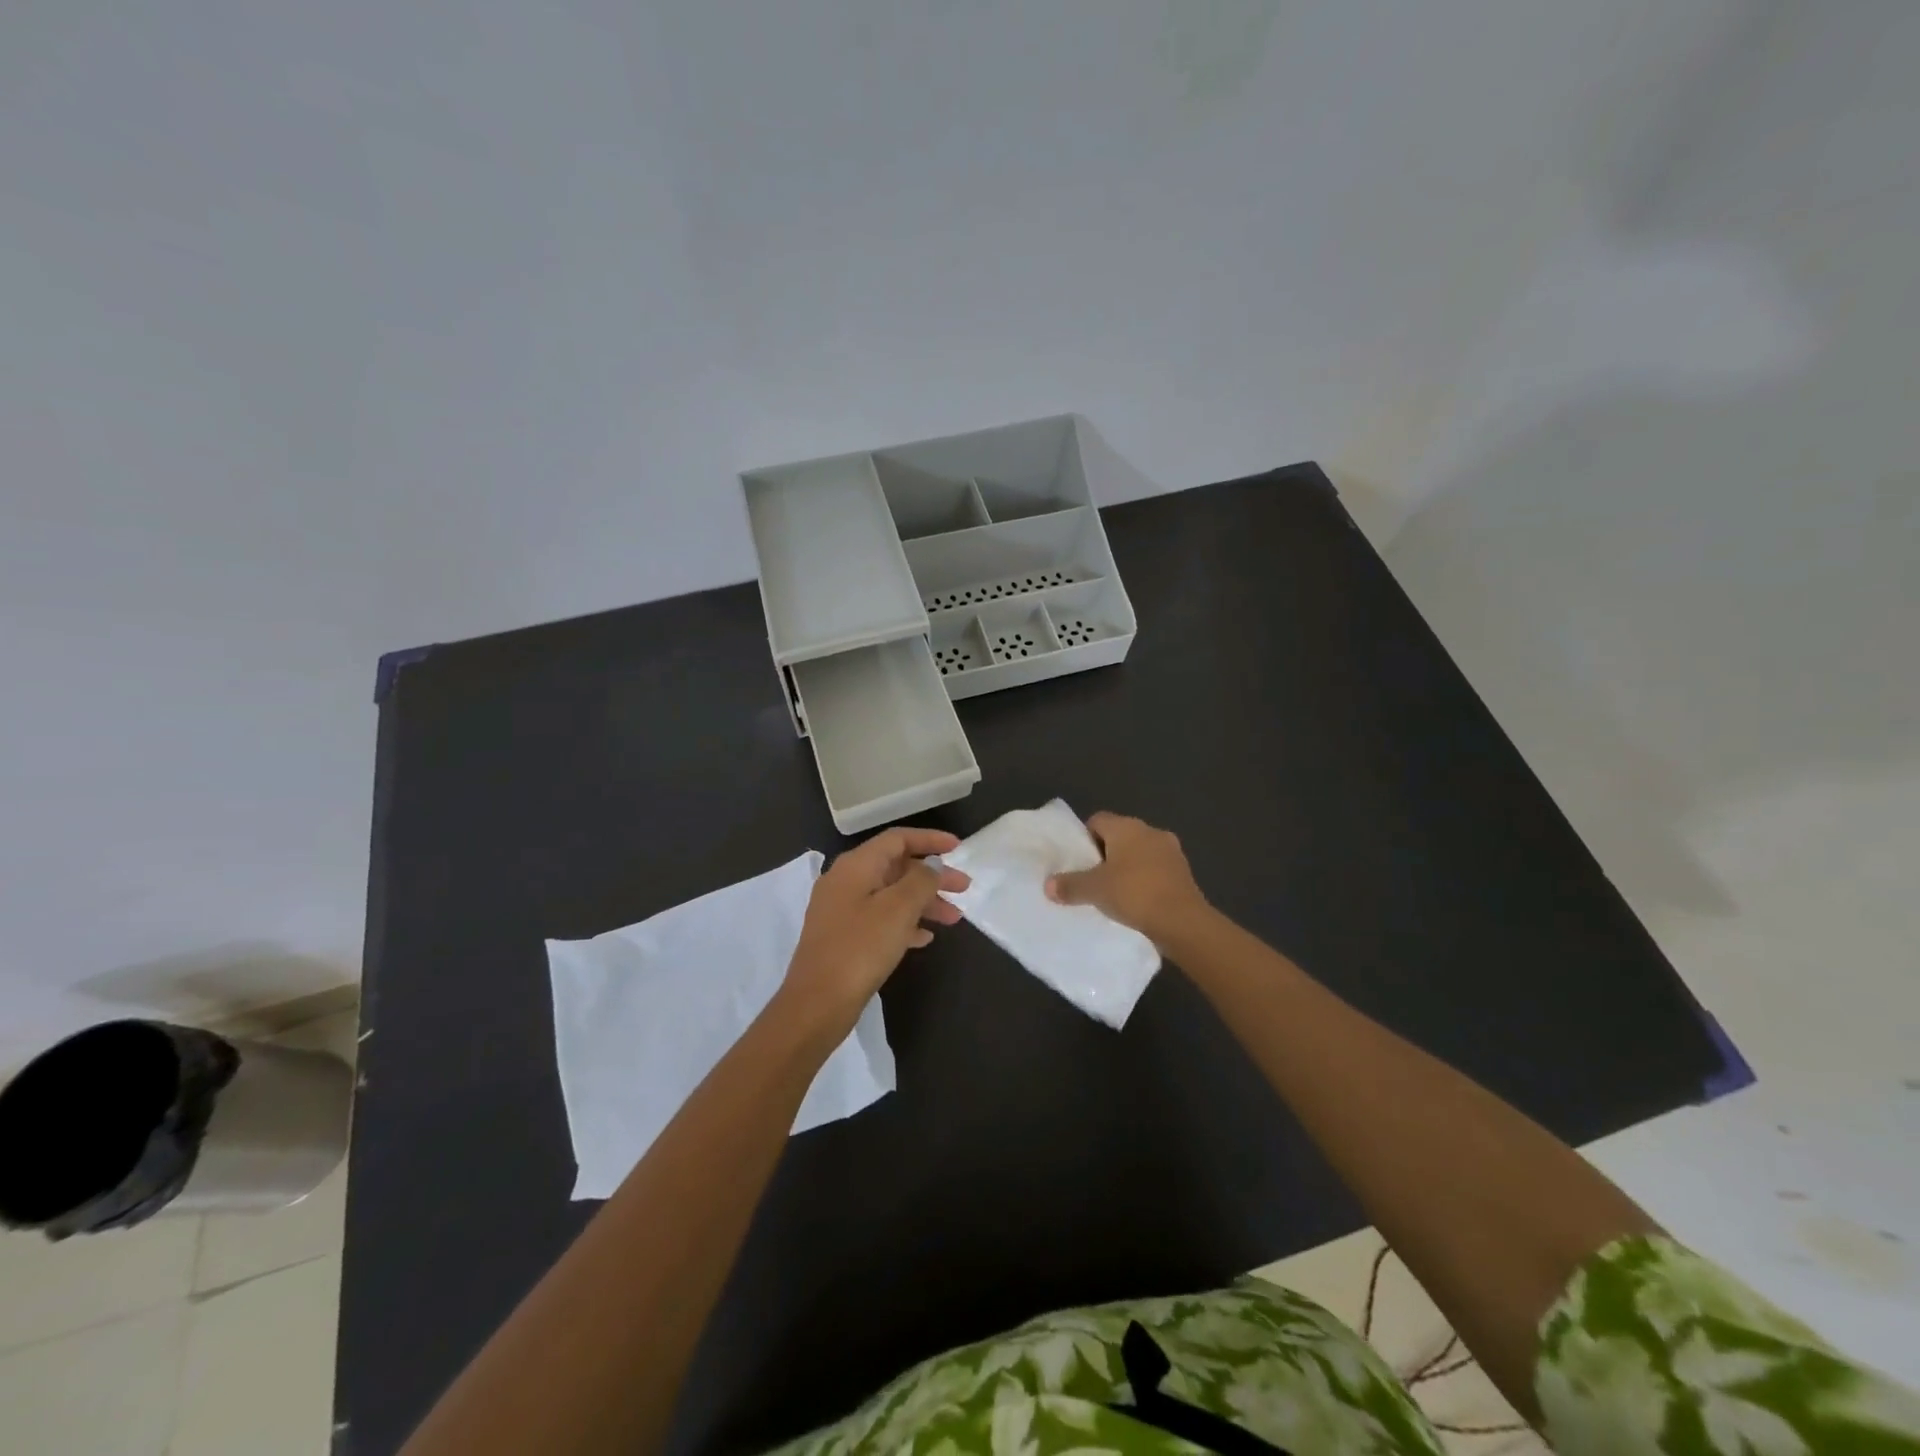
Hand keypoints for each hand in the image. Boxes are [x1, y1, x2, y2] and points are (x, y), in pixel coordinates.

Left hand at [781, 827, 969, 1033]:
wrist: (817, 1003)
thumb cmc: (860, 948)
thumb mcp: (898, 909)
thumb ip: (921, 880)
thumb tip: (931, 865)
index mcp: (855, 866)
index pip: (897, 839)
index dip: (930, 840)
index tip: (958, 848)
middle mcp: (845, 881)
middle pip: (896, 867)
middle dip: (932, 876)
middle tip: (964, 889)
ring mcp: (841, 911)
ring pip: (891, 895)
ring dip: (923, 902)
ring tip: (953, 919)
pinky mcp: (843, 938)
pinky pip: (881, 919)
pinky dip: (905, 923)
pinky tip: (925, 938)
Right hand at [1044, 811, 1208, 947]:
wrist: (1182, 922)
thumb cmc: (1134, 894)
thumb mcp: (1094, 890)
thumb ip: (1070, 885)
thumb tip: (1048, 885)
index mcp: (1127, 827)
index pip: (1098, 820)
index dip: (1084, 838)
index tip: (1078, 861)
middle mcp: (1150, 831)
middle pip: (1119, 836)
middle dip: (1105, 854)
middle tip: (1092, 878)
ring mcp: (1171, 851)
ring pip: (1139, 853)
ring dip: (1127, 867)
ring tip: (1114, 892)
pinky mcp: (1184, 872)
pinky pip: (1156, 870)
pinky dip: (1145, 880)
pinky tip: (1137, 901)